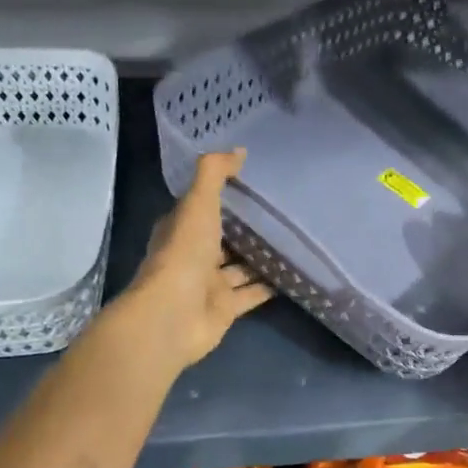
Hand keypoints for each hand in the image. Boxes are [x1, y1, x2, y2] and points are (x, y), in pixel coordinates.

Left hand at [118, 149, 272, 368]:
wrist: (173, 316)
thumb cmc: (183, 255)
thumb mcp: (198, 204)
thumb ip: (215, 174)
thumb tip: (239, 151)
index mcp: (180, 229)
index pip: (201, 207)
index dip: (221, 195)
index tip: (250, 183)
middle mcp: (193, 256)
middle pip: (222, 239)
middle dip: (245, 228)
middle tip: (280, 212)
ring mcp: (209, 285)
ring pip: (239, 267)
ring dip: (260, 257)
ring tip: (293, 240)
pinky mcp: (226, 309)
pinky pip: (252, 293)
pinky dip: (269, 285)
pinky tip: (294, 273)